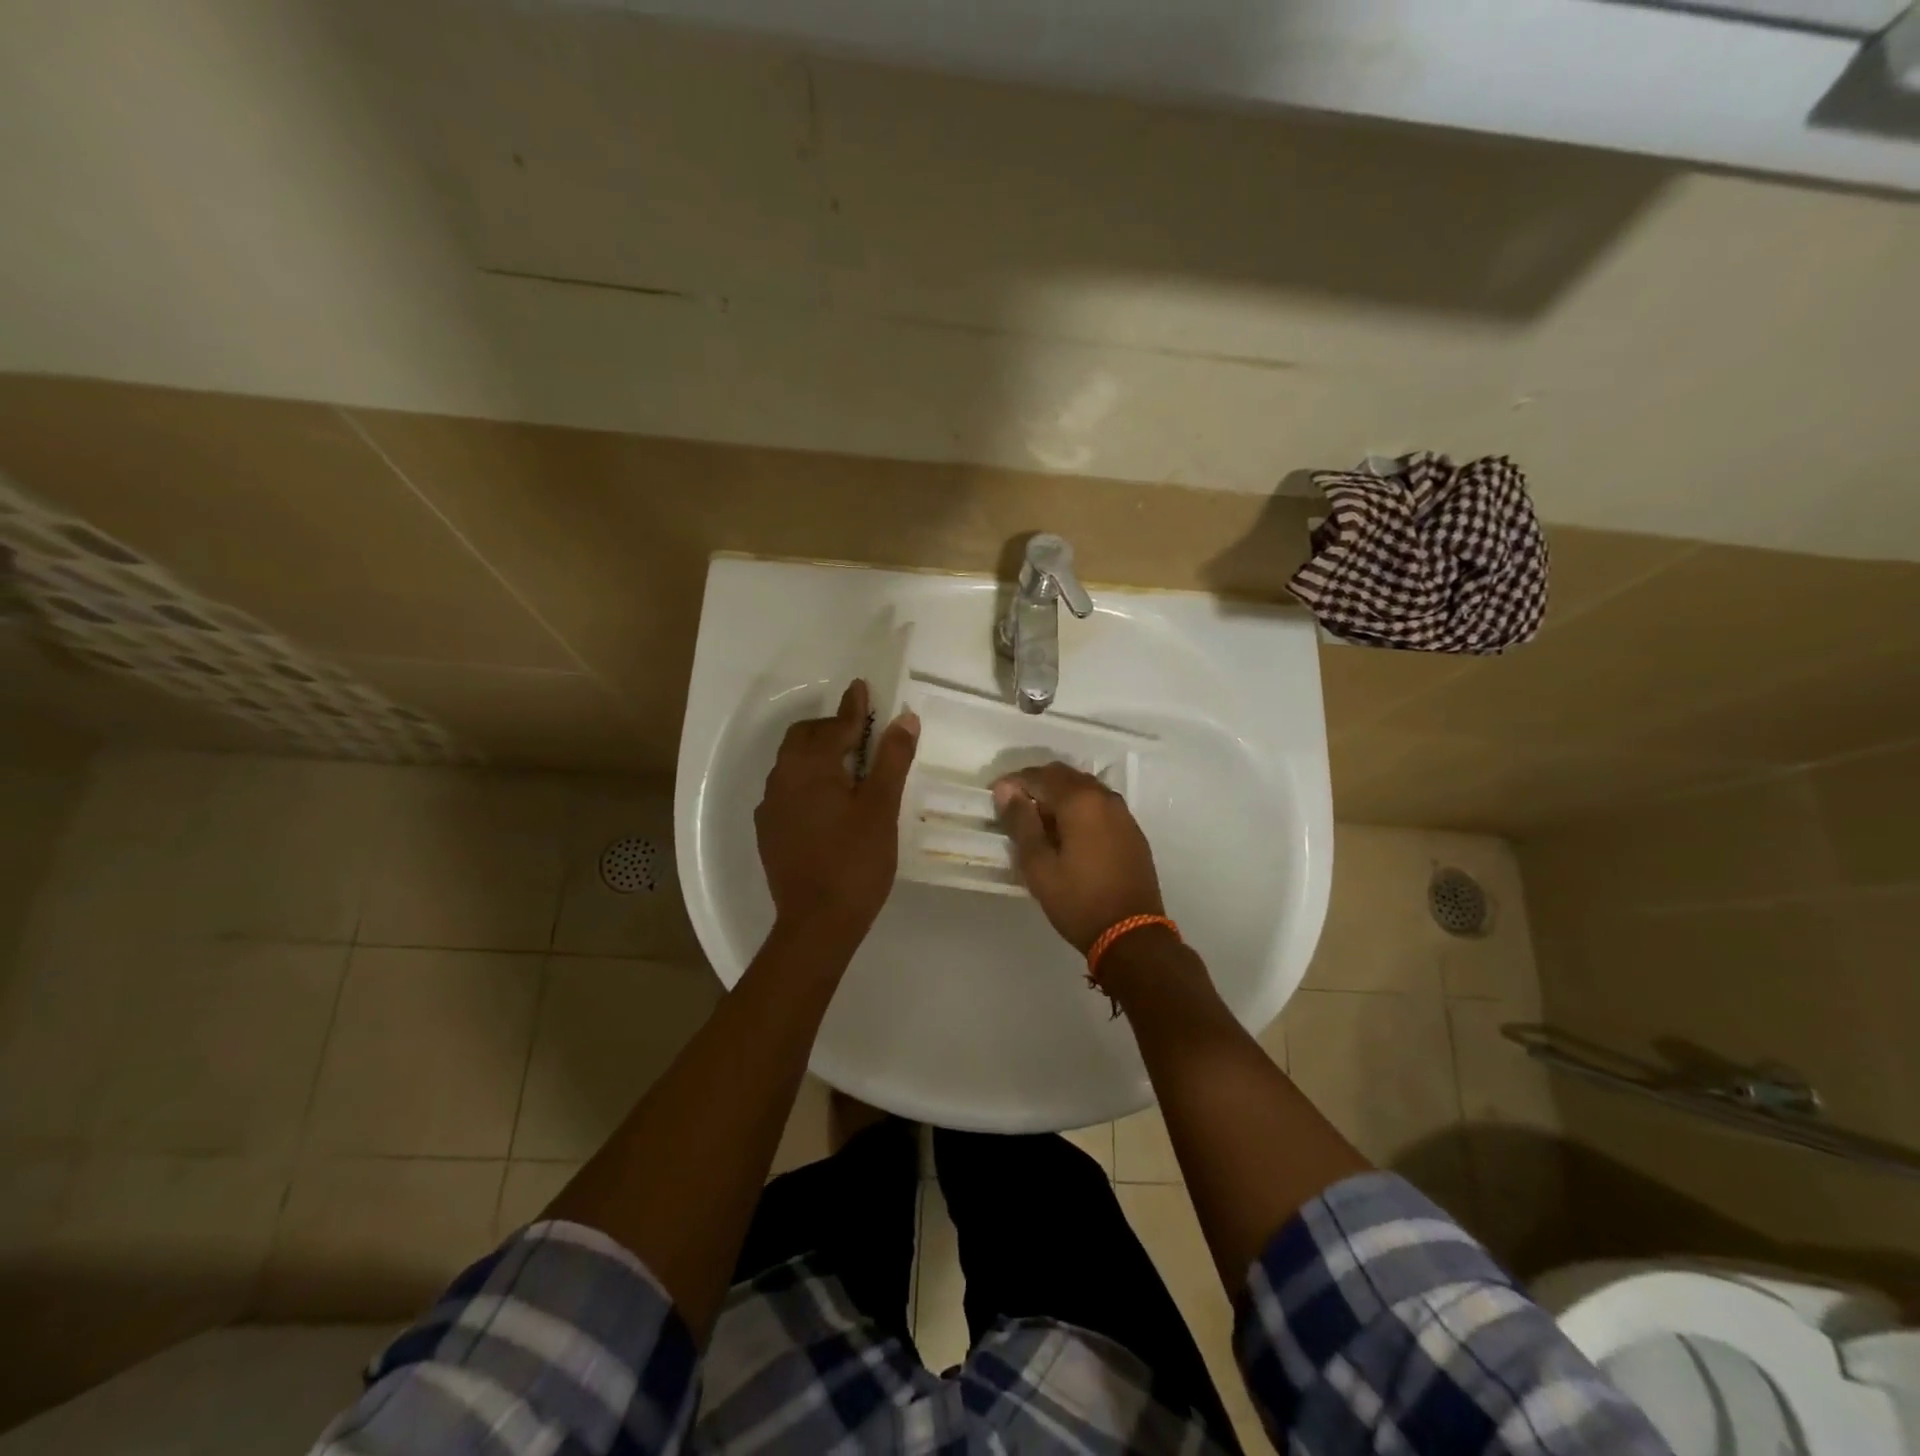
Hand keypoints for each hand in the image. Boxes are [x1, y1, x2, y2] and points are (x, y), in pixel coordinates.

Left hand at [756, 680, 918, 946]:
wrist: (817, 923)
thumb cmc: (855, 861)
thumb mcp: (881, 807)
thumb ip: (891, 759)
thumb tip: (904, 718)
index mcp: (809, 767)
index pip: (834, 726)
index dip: (853, 707)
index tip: (862, 687)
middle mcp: (782, 779)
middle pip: (804, 738)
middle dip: (831, 728)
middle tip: (862, 733)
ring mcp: (771, 806)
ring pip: (793, 764)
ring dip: (818, 754)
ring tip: (848, 765)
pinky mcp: (769, 830)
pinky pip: (788, 790)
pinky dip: (808, 781)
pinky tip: (828, 801)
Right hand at [992, 763, 1164, 952]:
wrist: (1132, 935)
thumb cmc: (1078, 900)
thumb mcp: (1038, 865)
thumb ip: (1021, 822)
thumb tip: (1006, 789)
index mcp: (1080, 800)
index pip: (1040, 776)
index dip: (1013, 783)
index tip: (995, 798)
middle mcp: (1104, 797)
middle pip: (1064, 776)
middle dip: (1036, 785)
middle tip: (1014, 809)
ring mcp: (1122, 813)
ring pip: (1084, 789)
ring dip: (1058, 796)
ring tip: (1038, 823)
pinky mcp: (1131, 830)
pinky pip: (1099, 805)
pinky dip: (1078, 809)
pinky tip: (1067, 834)